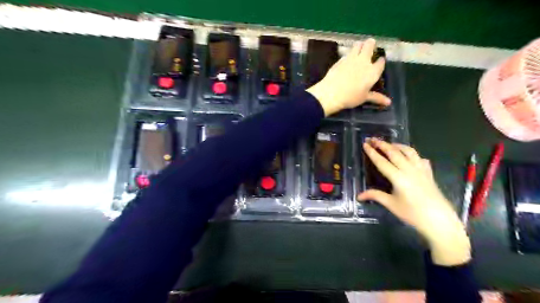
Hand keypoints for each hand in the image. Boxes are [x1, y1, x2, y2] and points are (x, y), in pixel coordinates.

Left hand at [306, 38, 389, 116]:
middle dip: (371, 44)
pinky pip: (347, 53)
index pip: (381, 62)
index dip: (381, 61)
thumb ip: (377, 98)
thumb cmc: (350, 97)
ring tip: (360, 48)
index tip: (380, 61)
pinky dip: (349, 54)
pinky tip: (347, 59)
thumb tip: (389, 102)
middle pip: (369, 45)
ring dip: (360, 45)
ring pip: (358, 45)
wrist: (331, 93)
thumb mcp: (364, 98)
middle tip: (371, 45)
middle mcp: (363, 61)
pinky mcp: (340, 60)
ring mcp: (351, 59)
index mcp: (372, 71)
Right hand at [357, 139, 470, 265]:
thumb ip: (375, 196)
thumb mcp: (391, 205)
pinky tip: (409, 157)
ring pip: (409, 152)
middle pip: (394, 152)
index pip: (382, 162)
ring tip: (389, 144)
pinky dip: (412, 154)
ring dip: (397, 145)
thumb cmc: (413, 214)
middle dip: (382, 144)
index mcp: (398, 177)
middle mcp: (409, 170)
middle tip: (373, 139)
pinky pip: (420, 159)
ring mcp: (421, 170)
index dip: (372, 152)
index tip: (365, 144)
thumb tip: (359, 196)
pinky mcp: (429, 173)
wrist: (440, 221)